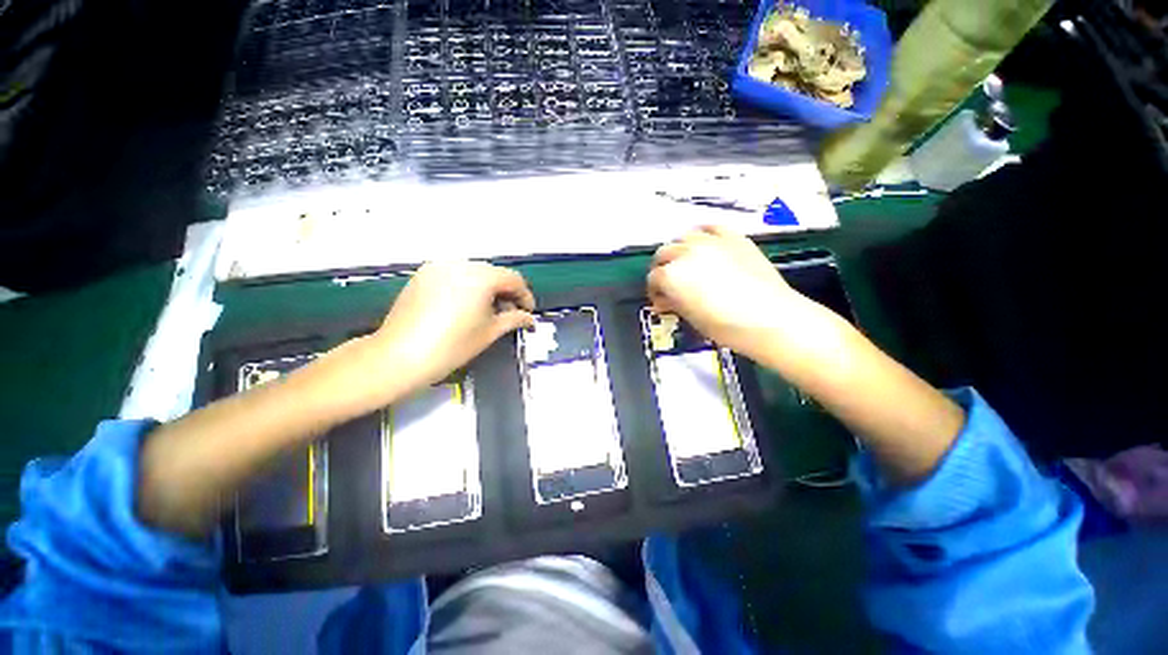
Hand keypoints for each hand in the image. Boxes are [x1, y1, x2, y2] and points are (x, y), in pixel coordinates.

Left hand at [371, 261, 535, 390]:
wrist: (399, 356)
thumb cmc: (452, 346)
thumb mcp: (489, 332)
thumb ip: (514, 319)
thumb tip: (528, 318)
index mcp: (480, 277)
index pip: (513, 279)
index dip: (525, 296)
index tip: (527, 313)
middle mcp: (460, 264)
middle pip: (493, 273)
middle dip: (505, 292)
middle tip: (509, 313)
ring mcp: (438, 267)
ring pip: (474, 272)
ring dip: (487, 288)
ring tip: (487, 311)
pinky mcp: (423, 275)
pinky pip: (454, 275)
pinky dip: (466, 286)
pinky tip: (465, 306)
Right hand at [647, 226, 805, 360]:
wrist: (770, 317)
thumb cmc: (725, 325)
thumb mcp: (690, 317)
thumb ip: (673, 303)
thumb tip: (663, 300)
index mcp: (671, 275)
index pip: (653, 278)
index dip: (654, 290)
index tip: (661, 300)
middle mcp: (685, 252)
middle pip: (663, 253)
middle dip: (662, 268)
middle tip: (670, 283)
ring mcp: (710, 241)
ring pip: (684, 237)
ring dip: (680, 250)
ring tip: (687, 263)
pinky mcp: (733, 237)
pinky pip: (711, 227)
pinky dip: (704, 234)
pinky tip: (706, 244)